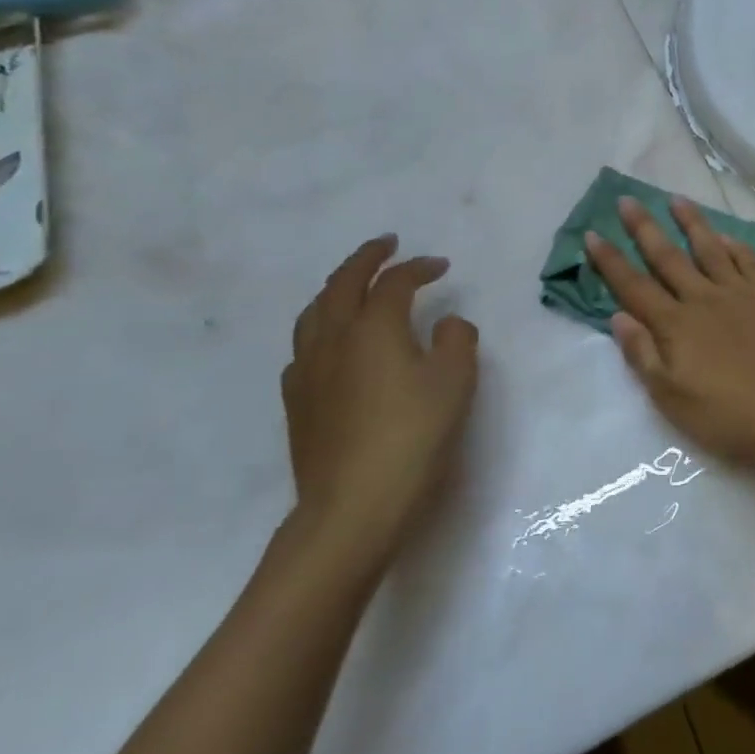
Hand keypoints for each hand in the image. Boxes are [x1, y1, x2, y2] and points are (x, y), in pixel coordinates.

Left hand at [280, 236, 477, 563]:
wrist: (352, 507)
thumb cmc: (413, 437)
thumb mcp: (455, 382)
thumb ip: (457, 340)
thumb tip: (446, 324)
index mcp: (374, 328)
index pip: (394, 282)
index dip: (419, 267)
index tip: (442, 266)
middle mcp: (333, 339)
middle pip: (342, 284)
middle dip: (366, 259)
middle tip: (386, 246)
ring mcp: (307, 371)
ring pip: (314, 312)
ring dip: (337, 288)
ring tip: (355, 286)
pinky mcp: (296, 402)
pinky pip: (304, 346)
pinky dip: (322, 327)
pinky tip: (334, 344)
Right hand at [585, 197, 754, 462]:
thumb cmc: (726, 415)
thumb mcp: (671, 397)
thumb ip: (642, 354)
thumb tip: (618, 316)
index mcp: (675, 324)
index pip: (634, 286)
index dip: (610, 260)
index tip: (593, 233)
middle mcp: (703, 298)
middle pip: (667, 257)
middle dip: (644, 228)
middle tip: (627, 200)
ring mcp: (740, 292)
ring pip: (710, 248)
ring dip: (691, 222)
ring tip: (676, 199)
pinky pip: (749, 260)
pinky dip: (735, 246)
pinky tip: (727, 237)